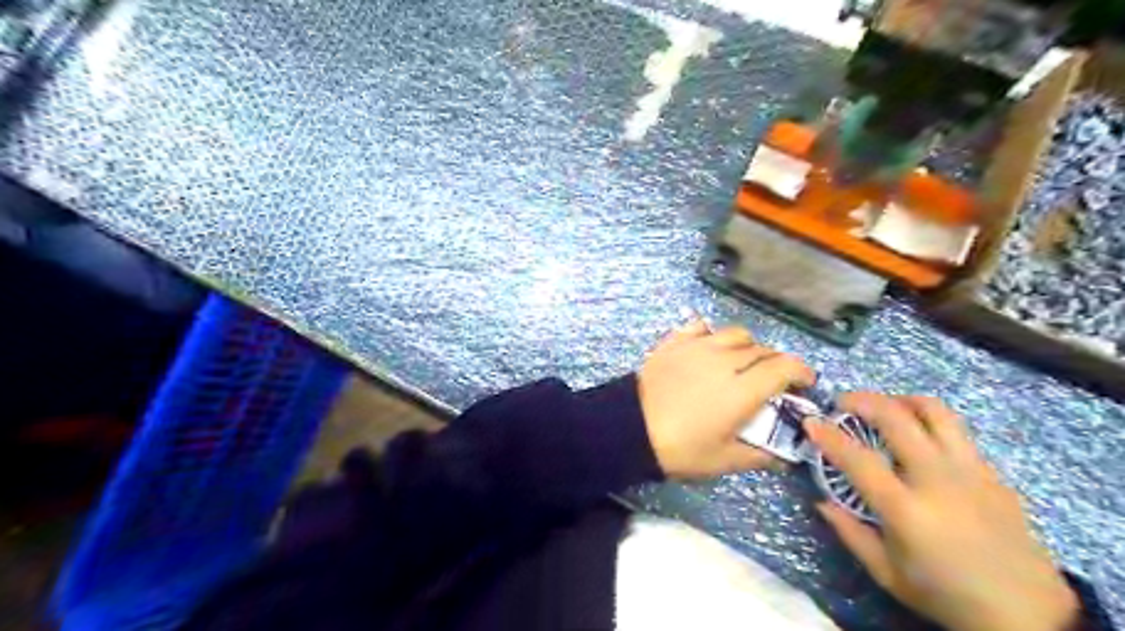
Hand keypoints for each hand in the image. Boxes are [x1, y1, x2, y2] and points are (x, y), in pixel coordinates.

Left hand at [637, 317, 813, 480]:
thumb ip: (759, 455)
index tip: (805, 382)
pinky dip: (712, 334)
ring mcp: (697, 346)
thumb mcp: (723, 460)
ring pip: (735, 333)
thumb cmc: (680, 448)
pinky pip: (700, 326)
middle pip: (762, 349)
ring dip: (747, 346)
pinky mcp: (674, 342)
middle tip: (772, 380)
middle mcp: (724, 360)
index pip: (784, 367)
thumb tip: (783, 457)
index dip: (802, 371)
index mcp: (742, 389)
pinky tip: (708, 348)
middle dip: (775, 362)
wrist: (630, 428)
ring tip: (741, 362)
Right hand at [805, 394, 1075, 630]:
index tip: (810, 421)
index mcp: (907, 510)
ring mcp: (971, 472)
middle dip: (862, 400)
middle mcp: (938, 480)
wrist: (1029, 615)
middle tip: (842, 402)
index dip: (829, 435)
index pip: (858, 458)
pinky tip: (919, 440)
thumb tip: (821, 502)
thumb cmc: (946, 595)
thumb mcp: (887, 574)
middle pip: (897, 419)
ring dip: (901, 400)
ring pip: (935, 411)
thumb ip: (850, 533)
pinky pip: (956, 432)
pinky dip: (929, 424)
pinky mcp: (993, 474)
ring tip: (884, 407)